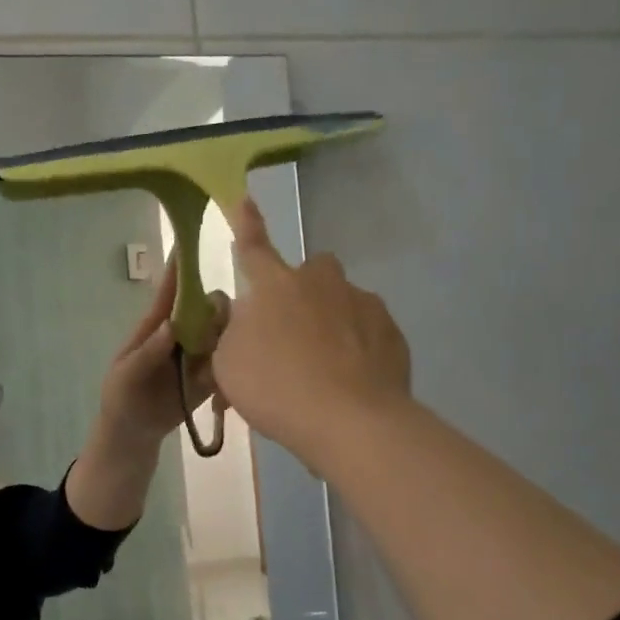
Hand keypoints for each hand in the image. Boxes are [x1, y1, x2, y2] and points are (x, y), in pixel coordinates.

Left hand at [98, 251, 230, 441]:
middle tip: (218, 325)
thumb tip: (170, 325)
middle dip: (217, 308)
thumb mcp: (125, 375)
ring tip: (226, 354)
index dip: (181, 268)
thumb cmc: (121, 396)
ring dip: (230, 335)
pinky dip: (236, 364)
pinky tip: (234, 374)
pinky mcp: (213, 376)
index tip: (194, 243)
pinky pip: (231, 362)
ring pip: (225, 332)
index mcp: (156, 326)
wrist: (134, 433)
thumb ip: (146, 353)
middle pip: (208, 307)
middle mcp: (182, 334)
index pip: (171, 292)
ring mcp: (200, 354)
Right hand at [213, 195, 410, 462]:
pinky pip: (367, 331)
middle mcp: (321, 283)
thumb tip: (241, 318)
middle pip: (309, 272)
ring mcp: (362, 304)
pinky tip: (347, 381)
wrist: (350, 421)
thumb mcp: (227, 363)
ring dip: (329, 321)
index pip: (252, 247)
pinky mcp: (392, 332)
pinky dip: (356, 347)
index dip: (245, 224)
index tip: (243, 198)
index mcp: (274, 286)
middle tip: (289, 331)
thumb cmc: (275, 387)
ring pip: (341, 301)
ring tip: (321, 368)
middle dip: (300, 291)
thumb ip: (230, 333)